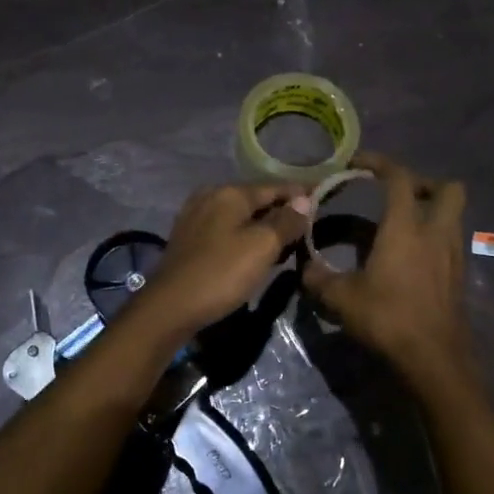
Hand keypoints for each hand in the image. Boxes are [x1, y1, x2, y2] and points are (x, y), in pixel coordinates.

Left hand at [133, 182, 310, 339]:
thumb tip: (305, 200)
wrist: (170, 307)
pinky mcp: (188, 239)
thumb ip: (286, 221)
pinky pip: (225, 230)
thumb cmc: (221, 273)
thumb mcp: (262, 246)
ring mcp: (195, 217)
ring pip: (240, 216)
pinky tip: (254, 252)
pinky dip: (244, 237)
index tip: (323, 199)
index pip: (275, 187)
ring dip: (263, 227)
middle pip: (256, 200)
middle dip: (282, 212)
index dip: (301, 194)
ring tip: (286, 242)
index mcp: (229, 192)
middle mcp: (210, 196)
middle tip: (308, 228)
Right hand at [302, 154, 470, 379]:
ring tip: (399, 227)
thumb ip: (319, 278)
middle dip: (423, 184)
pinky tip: (409, 259)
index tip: (357, 164)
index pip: (399, 178)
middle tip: (395, 195)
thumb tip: (304, 267)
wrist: (434, 359)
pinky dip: (433, 239)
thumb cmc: (388, 319)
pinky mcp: (459, 277)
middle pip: (447, 188)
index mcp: (406, 227)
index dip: (379, 163)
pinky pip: (449, 242)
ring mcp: (452, 255)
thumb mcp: (342, 298)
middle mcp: (436, 232)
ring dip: (430, 212)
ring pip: (453, 216)